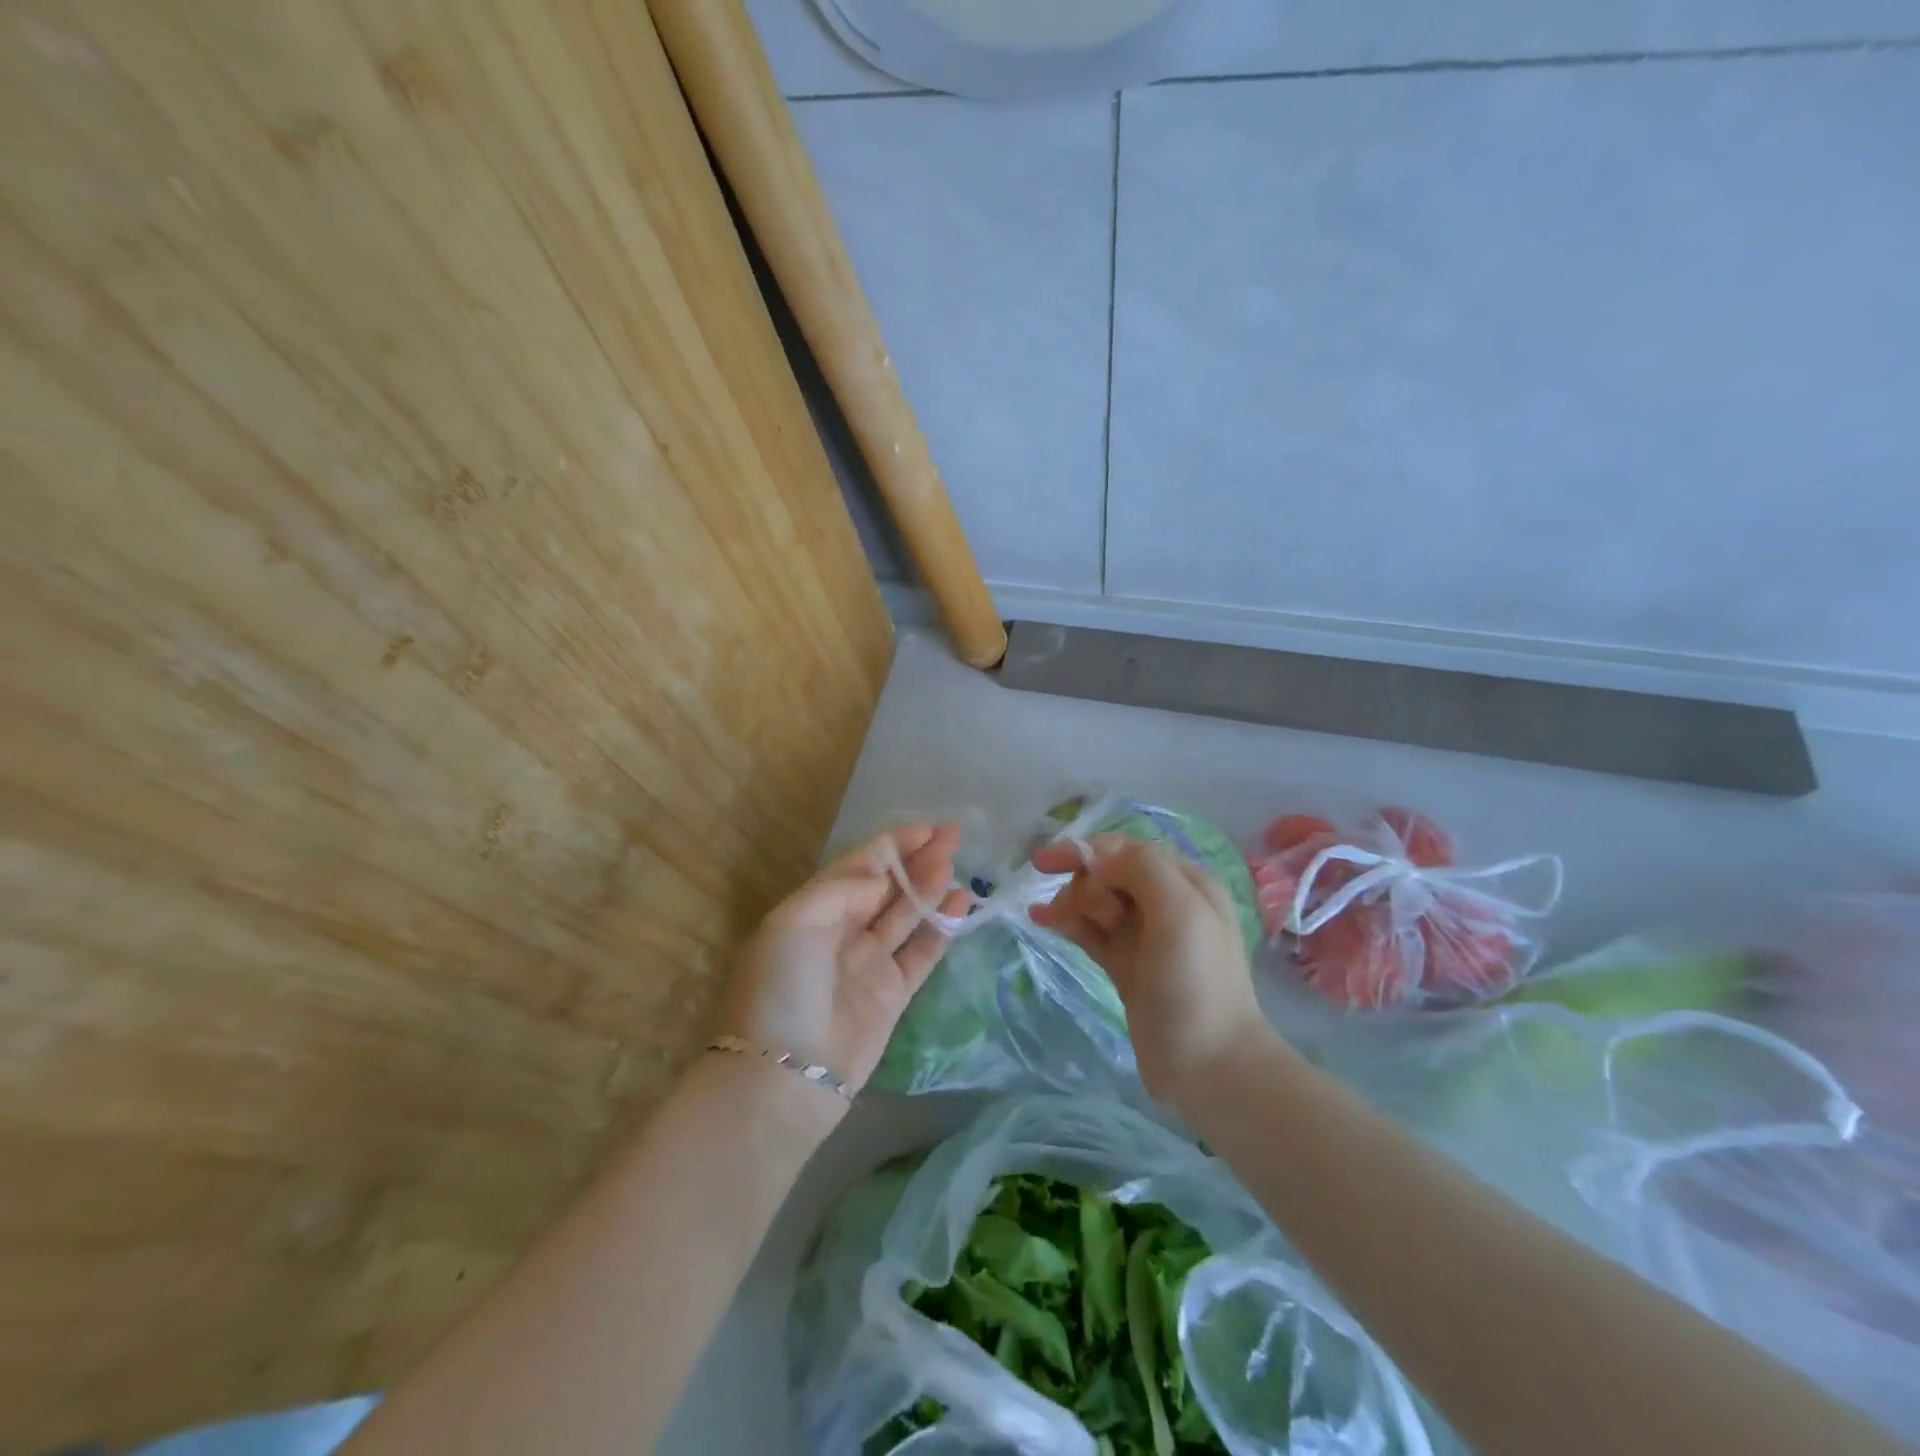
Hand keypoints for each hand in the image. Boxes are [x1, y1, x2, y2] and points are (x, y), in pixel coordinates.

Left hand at [719, 824, 968, 1100]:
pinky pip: (922, 951)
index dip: (894, 845)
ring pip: (907, 913)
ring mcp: (868, 962)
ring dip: (931, 886)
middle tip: (954, 836)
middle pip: (887, 886)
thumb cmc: (783, 986)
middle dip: (918, 859)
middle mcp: (842, 931)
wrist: (785, 1073)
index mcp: (813, 910)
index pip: (859, 866)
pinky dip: (942, 927)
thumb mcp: (795, 921)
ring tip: (957, 861)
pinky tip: (960, 902)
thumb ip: (843, 890)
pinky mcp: (892, 993)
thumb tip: (881, 882)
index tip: (928, 827)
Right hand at [1030, 834, 1263, 1108]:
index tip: (1045, 862)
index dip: (1085, 849)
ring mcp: (1146, 937)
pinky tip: (1042, 919)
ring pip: (1097, 902)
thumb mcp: (1180, 912)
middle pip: (1109, 873)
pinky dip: (1068, 921)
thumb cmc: (1196, 984)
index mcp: (1187, 883)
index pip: (1127, 850)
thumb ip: (1142, 869)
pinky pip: (1092, 932)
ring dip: (1071, 901)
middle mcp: (1167, 903)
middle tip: (1084, 913)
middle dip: (1084, 883)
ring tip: (1051, 918)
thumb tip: (1096, 857)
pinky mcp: (1127, 966)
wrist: (1210, 1067)